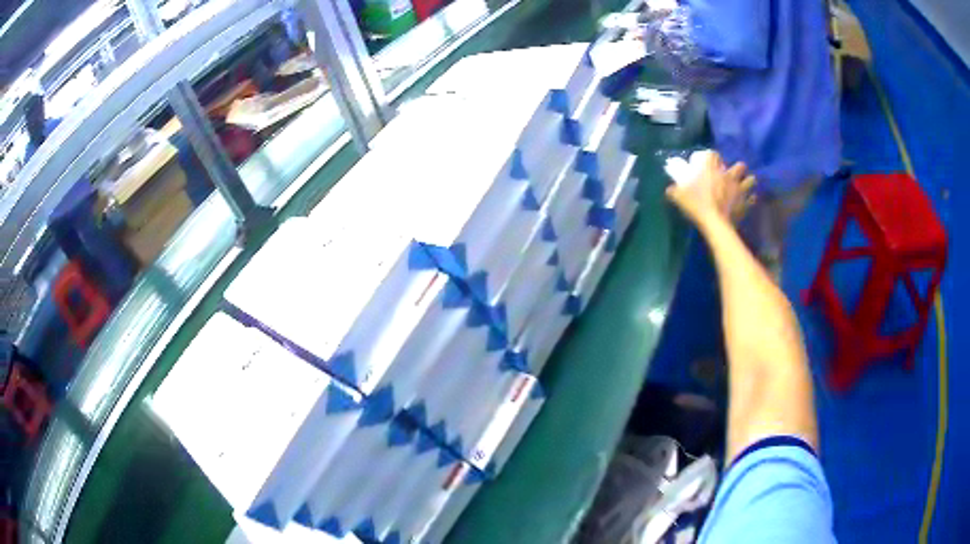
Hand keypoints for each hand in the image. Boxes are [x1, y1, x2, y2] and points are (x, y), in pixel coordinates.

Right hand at [665, 151, 755, 226]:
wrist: (715, 224)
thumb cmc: (697, 205)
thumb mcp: (679, 196)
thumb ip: (675, 190)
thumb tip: (670, 189)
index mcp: (712, 170)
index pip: (714, 155)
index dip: (713, 157)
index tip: (710, 163)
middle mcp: (728, 176)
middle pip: (740, 166)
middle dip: (738, 169)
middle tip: (732, 174)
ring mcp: (739, 190)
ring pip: (750, 180)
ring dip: (748, 182)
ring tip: (744, 186)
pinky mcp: (745, 204)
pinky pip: (752, 199)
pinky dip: (750, 200)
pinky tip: (747, 202)